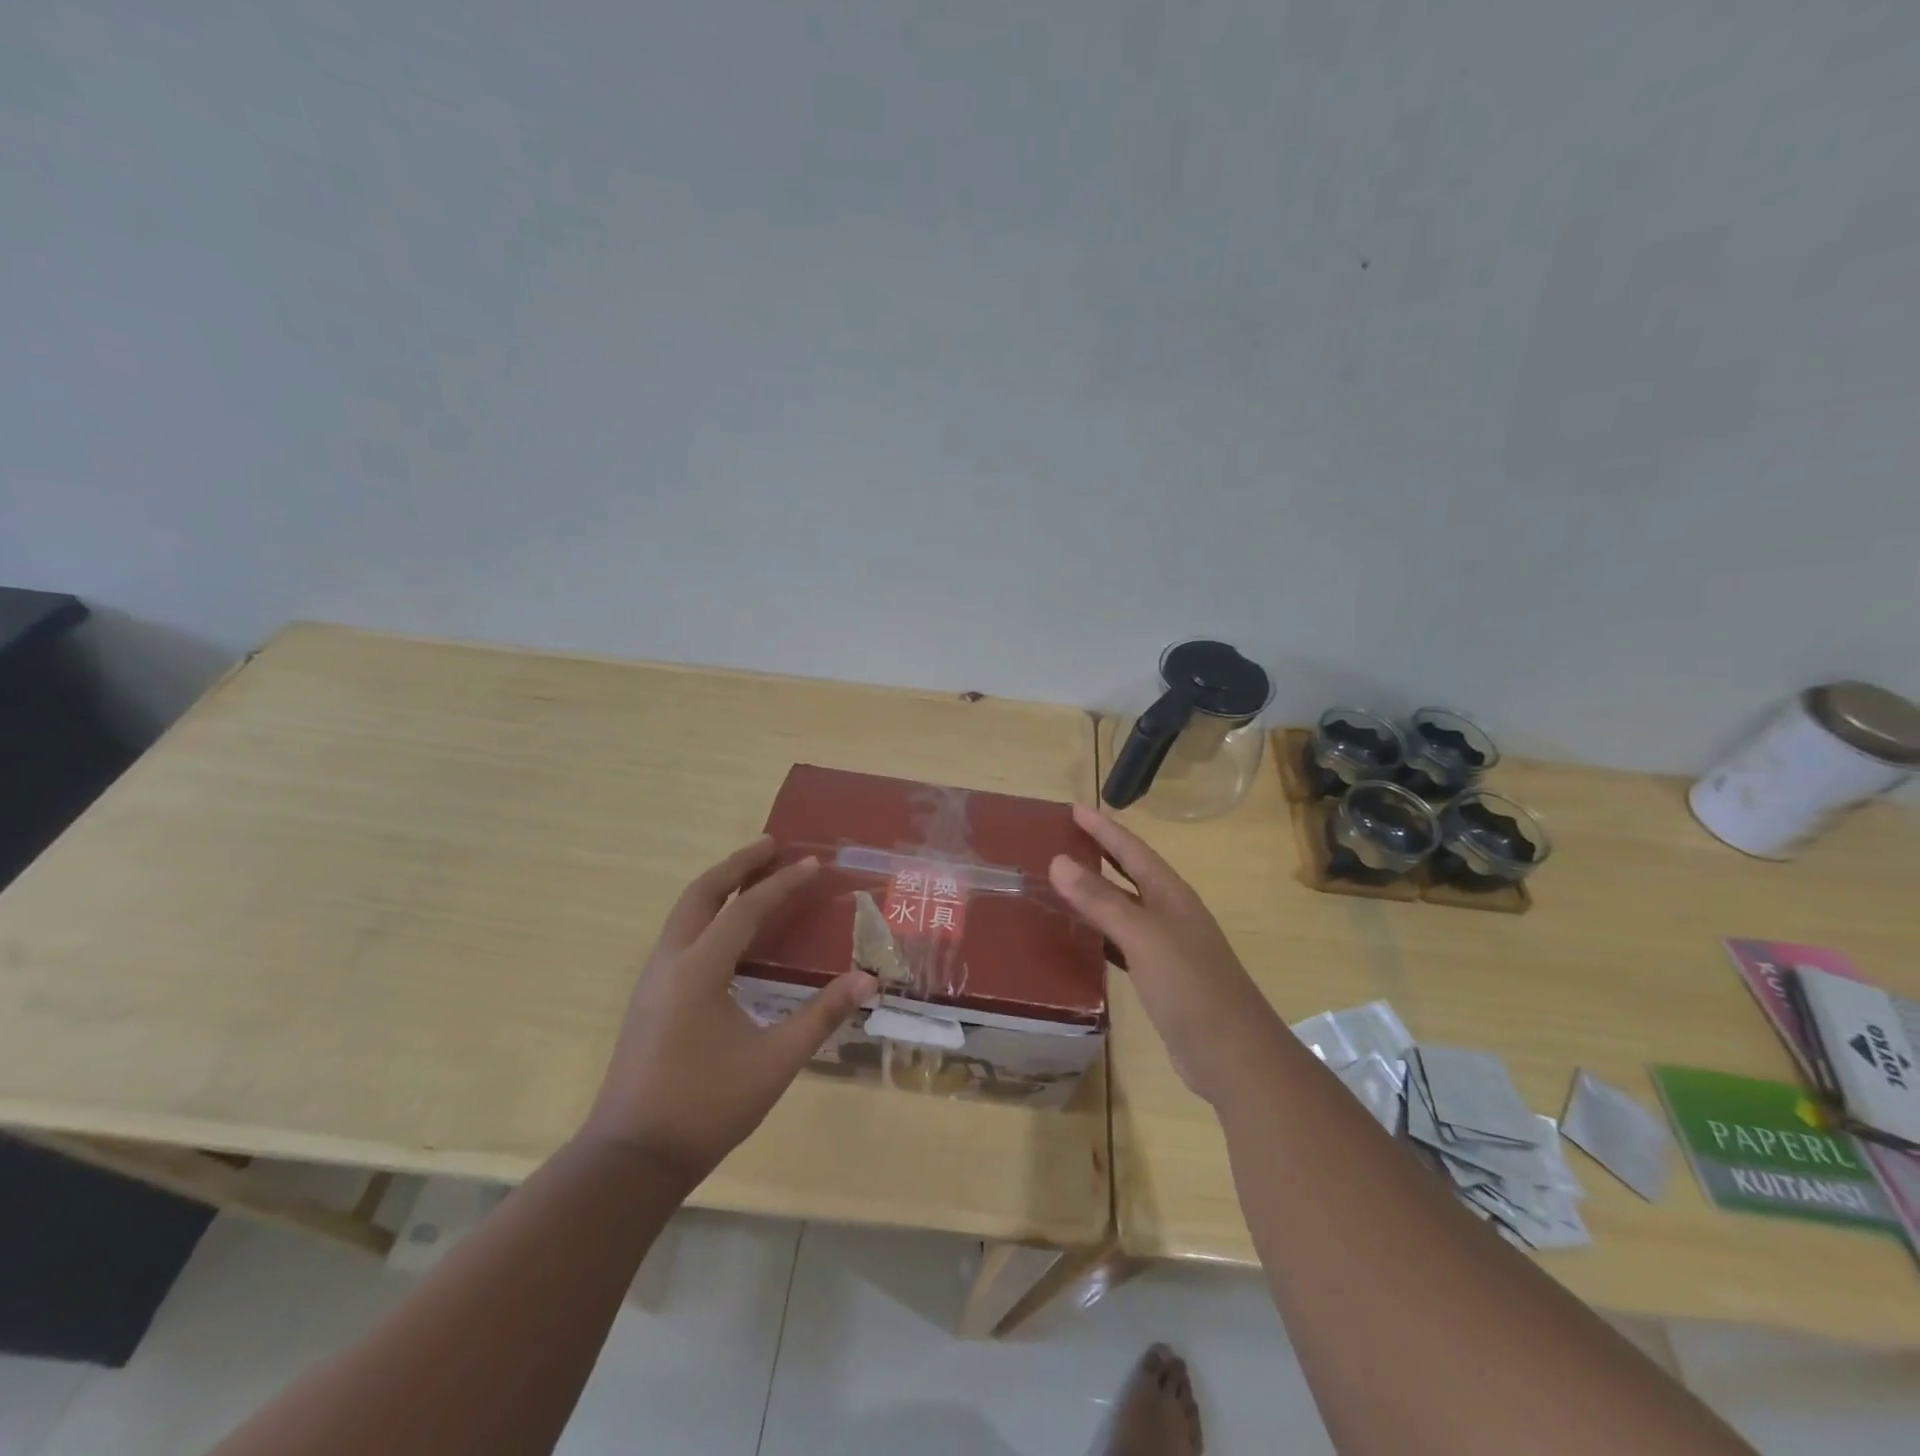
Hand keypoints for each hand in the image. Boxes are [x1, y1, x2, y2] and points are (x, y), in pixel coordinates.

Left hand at [583, 837, 878, 1181]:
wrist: (631, 1159)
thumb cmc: (705, 1107)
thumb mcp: (774, 1061)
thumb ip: (820, 1016)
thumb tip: (868, 980)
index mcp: (699, 970)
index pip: (744, 909)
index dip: (782, 884)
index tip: (813, 864)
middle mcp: (670, 963)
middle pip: (700, 893)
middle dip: (737, 864)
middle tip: (772, 844)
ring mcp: (653, 980)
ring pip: (685, 913)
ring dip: (719, 887)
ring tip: (754, 876)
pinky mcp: (649, 999)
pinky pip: (681, 935)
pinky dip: (708, 914)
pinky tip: (730, 932)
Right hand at [1049, 805, 1278, 1104]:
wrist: (1234, 1055)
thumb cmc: (1191, 987)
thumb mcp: (1143, 937)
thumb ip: (1101, 900)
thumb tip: (1058, 860)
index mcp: (1171, 896)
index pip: (1132, 851)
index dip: (1104, 829)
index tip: (1075, 808)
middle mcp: (1170, 914)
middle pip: (1130, 874)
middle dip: (1100, 854)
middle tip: (1062, 838)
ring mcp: (1167, 947)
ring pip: (1124, 908)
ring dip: (1096, 894)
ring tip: (1061, 882)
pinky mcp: (1159, 978)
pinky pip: (1121, 943)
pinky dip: (1099, 933)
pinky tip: (1080, 938)